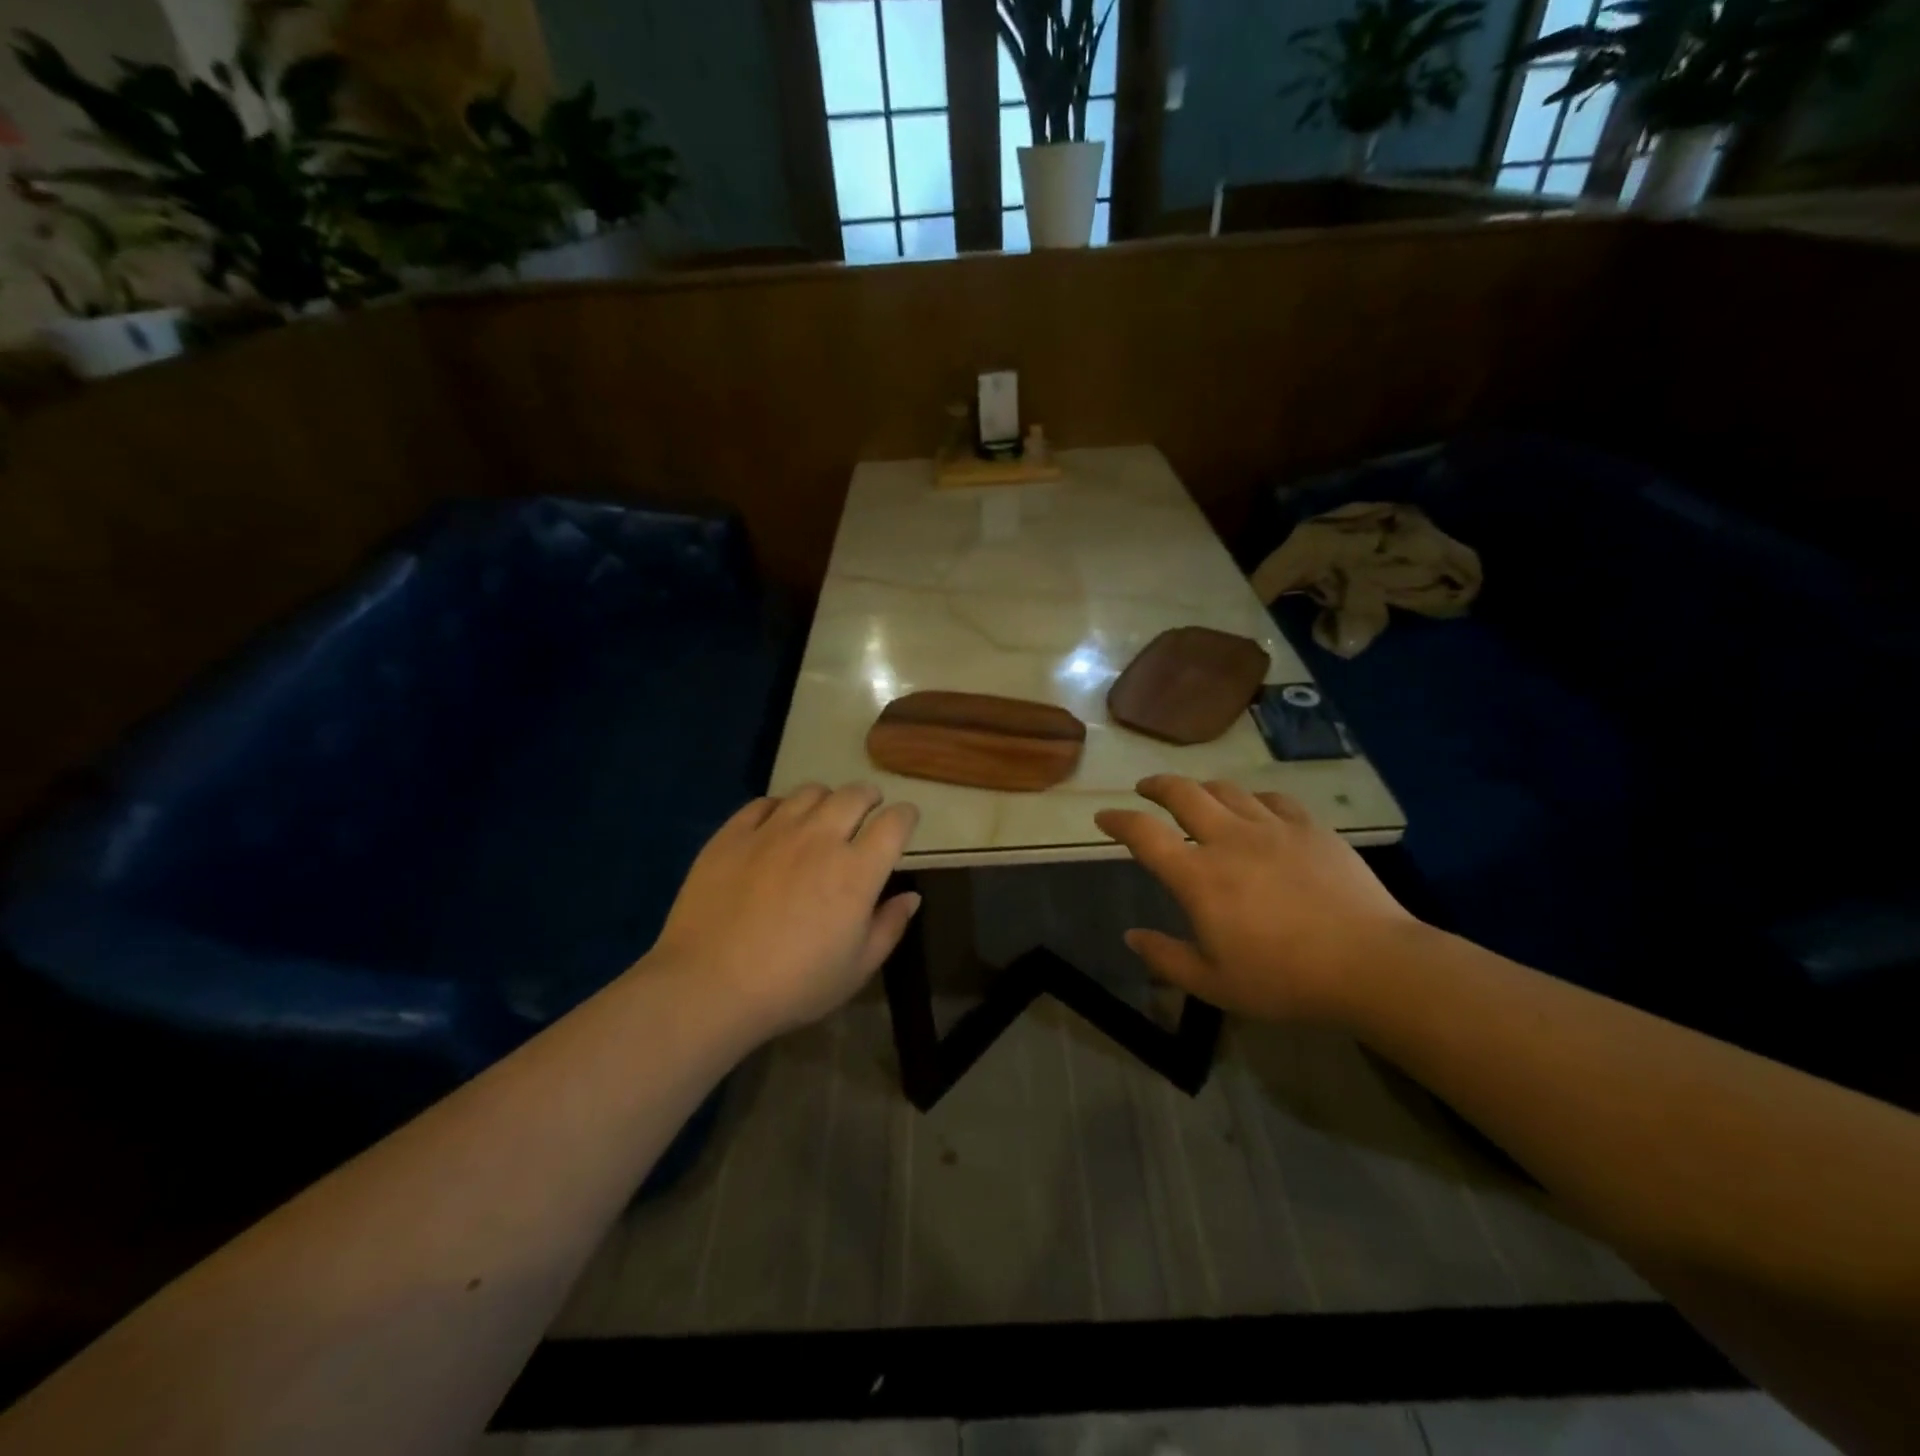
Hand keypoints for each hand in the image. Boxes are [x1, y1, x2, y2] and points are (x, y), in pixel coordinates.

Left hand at [645, 783, 920, 1040]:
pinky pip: (764, 803)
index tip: (906, 821)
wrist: (709, 986)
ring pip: (810, 792)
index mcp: (857, 870)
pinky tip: (777, 824)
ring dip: (827, 799)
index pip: (894, 823)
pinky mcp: (733, 834)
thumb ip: (889, 926)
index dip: (906, 816)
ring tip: (823, 814)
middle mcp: (820, 838)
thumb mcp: (856, 969)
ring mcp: (773, 831)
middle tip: (868, 809)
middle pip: (855, 795)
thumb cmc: (793, 986)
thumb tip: (911, 896)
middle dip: (869, 798)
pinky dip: (780, 807)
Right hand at [1094, 776, 1416, 1024]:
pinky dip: (1253, 799)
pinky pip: (1273, 799)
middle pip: (1182, 793)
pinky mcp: (1311, 828)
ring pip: (1226, 790)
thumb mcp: (1214, 984)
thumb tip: (1131, 936)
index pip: (1144, 834)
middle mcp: (1229, 839)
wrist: (1371, 965)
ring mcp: (1272, 828)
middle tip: (1145, 788)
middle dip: (1156, 786)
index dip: (1118, 821)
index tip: (1104, 818)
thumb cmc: (1284, 980)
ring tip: (1196, 795)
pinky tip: (1256, 809)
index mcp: (1198, 877)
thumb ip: (1166, 958)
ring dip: (1202, 788)